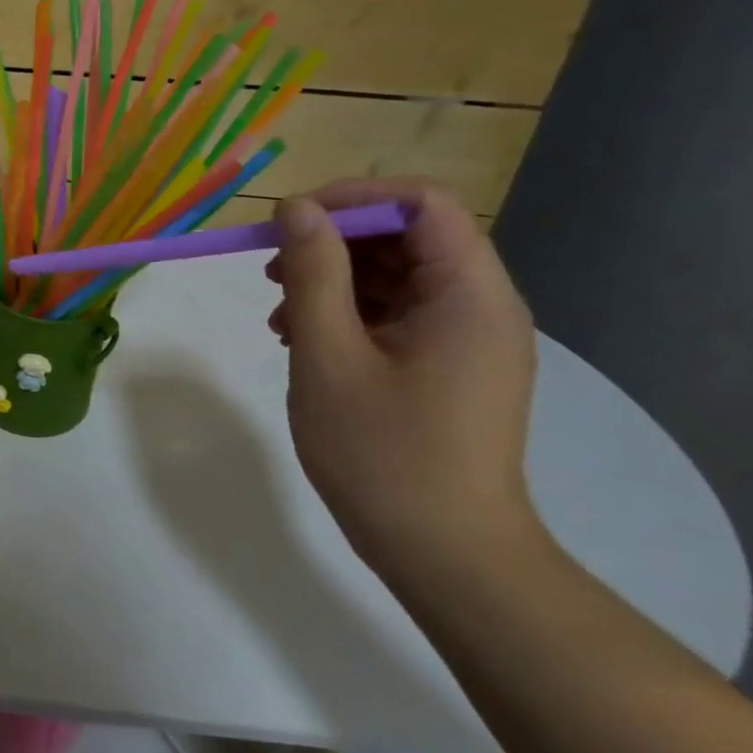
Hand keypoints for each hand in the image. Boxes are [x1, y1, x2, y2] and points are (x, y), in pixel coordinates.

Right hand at [267, 178, 541, 582]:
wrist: (445, 554)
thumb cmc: (383, 454)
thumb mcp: (330, 356)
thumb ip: (315, 273)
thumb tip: (296, 208)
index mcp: (469, 294)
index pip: (422, 203)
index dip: (353, 199)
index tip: (291, 222)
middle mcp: (479, 305)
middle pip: (406, 236)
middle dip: (333, 243)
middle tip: (273, 272)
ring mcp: (465, 338)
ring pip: (395, 275)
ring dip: (333, 280)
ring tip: (280, 315)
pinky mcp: (448, 365)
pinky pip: (397, 313)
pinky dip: (347, 313)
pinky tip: (302, 341)